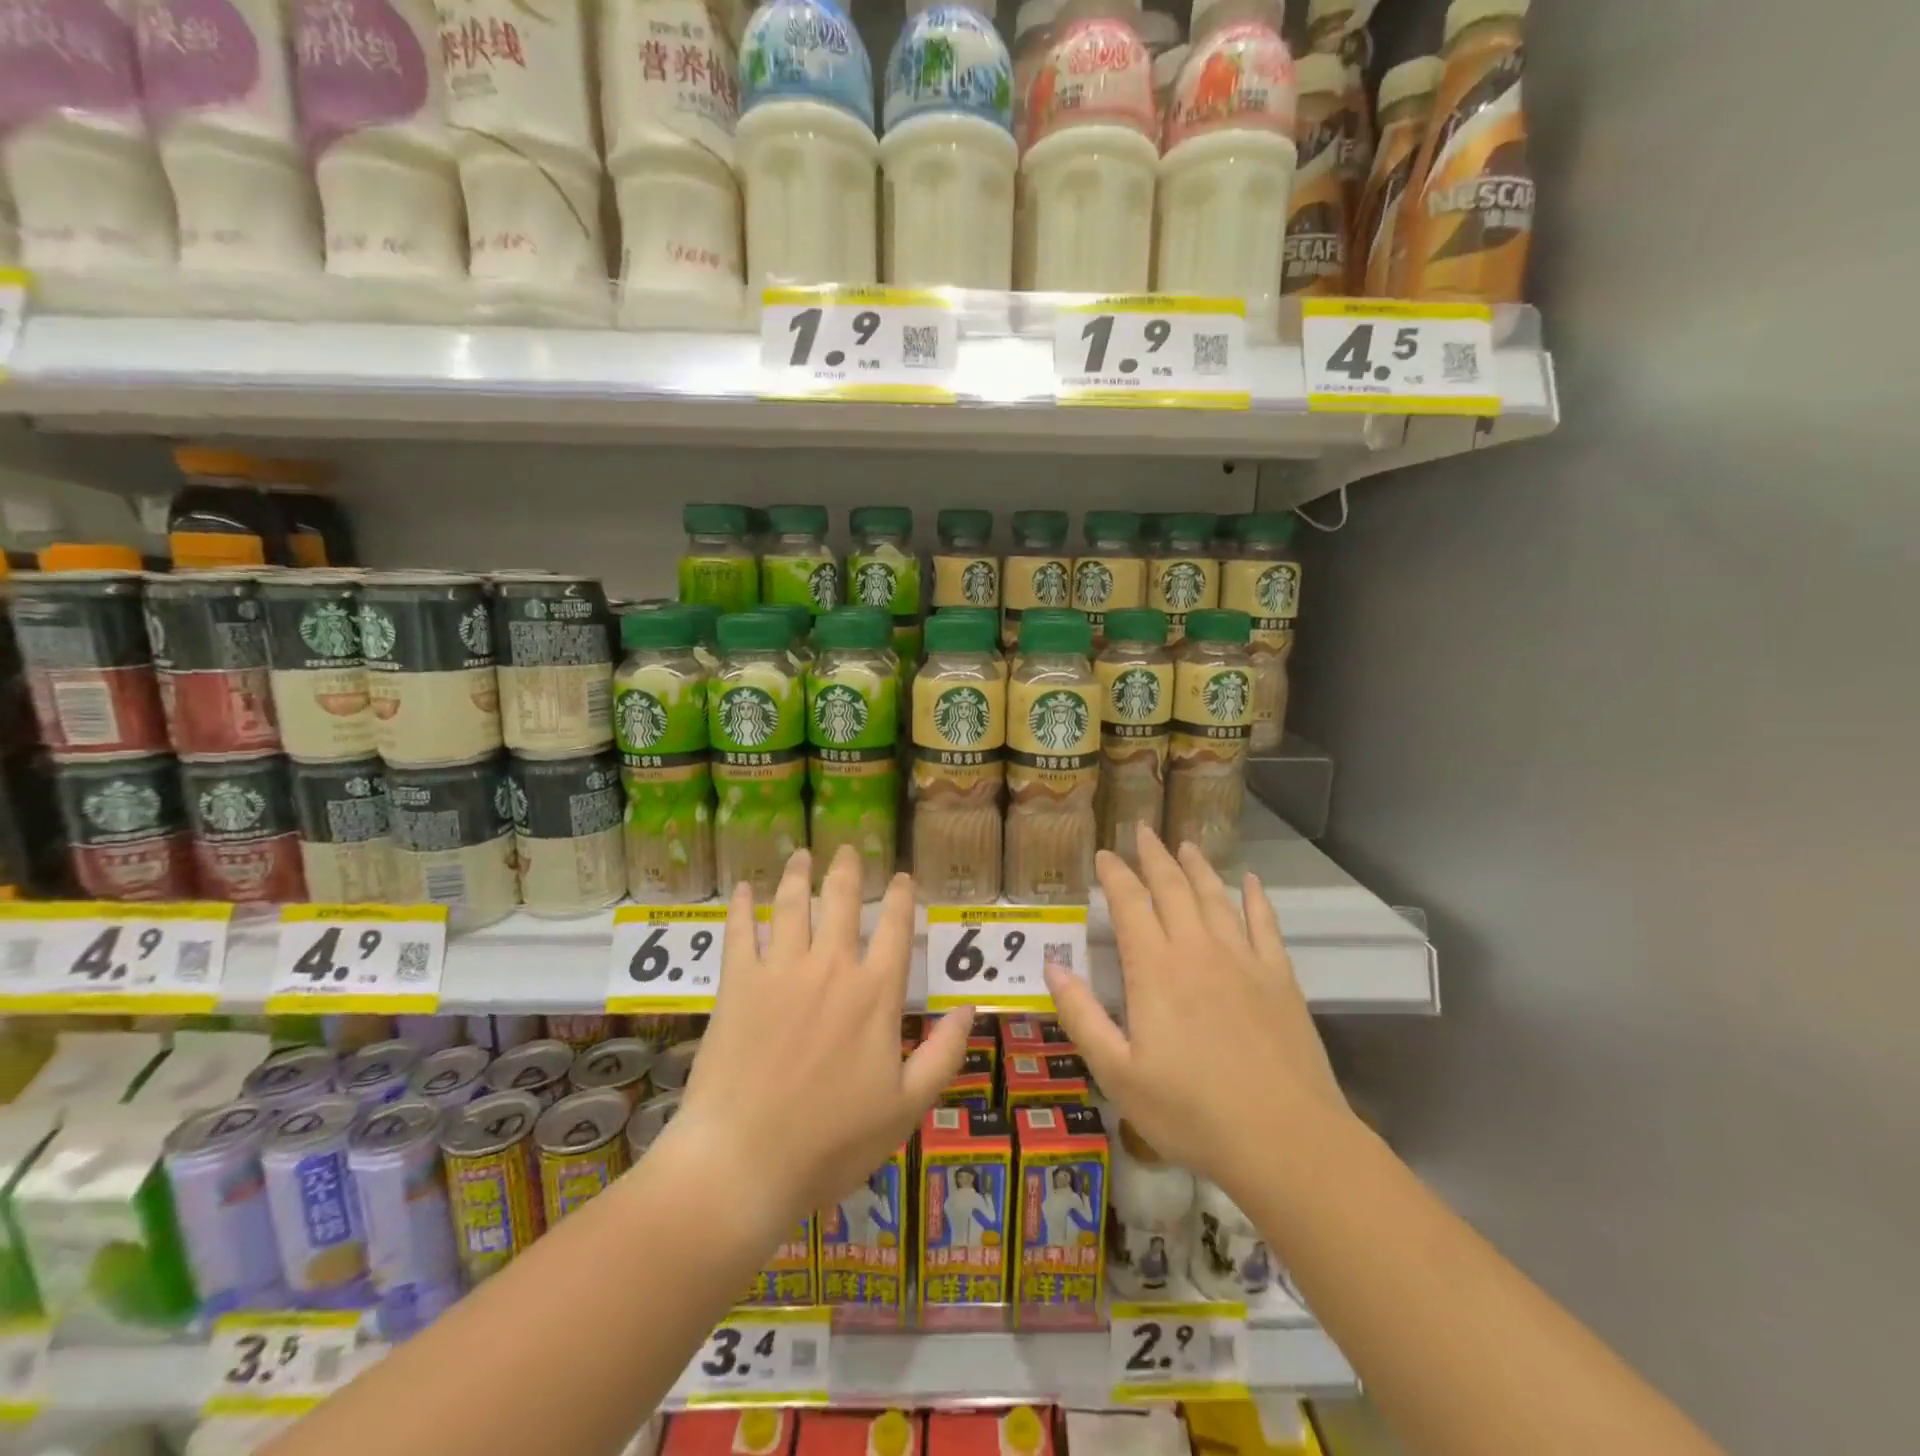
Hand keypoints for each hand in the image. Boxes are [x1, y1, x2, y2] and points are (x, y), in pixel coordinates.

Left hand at [667, 845, 970, 1229]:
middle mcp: (831, 968)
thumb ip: (944, 1054)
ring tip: (801, 854)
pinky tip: (742, 888)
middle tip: (848, 847)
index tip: (903, 877)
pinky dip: (741, 907)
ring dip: (798, 874)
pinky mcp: (738, 985)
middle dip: (848, 869)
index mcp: (875, 994)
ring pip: (792, 905)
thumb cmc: (831, 1142)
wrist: (744, 1164)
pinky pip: (740, 933)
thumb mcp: (906, 1108)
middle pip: (841, 901)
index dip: (902, 897)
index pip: (895, 928)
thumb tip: (970, 1007)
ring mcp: (781, 972)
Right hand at [1045, 826, 1348, 1199]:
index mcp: (1155, 969)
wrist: (1284, 1140)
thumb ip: (1081, 1015)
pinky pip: (1265, 924)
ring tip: (1185, 845)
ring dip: (1198, 867)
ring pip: (1215, 897)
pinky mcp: (1279, 978)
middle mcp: (1197, 950)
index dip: (1115, 875)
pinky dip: (1256, 899)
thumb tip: (1051, 966)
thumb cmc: (1191, 1112)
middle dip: (1154, 856)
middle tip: (1142, 830)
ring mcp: (1243, 960)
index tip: (1104, 855)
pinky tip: (1252, 882)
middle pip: (1173, 888)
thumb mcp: (1117, 1073)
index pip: (1130, 904)